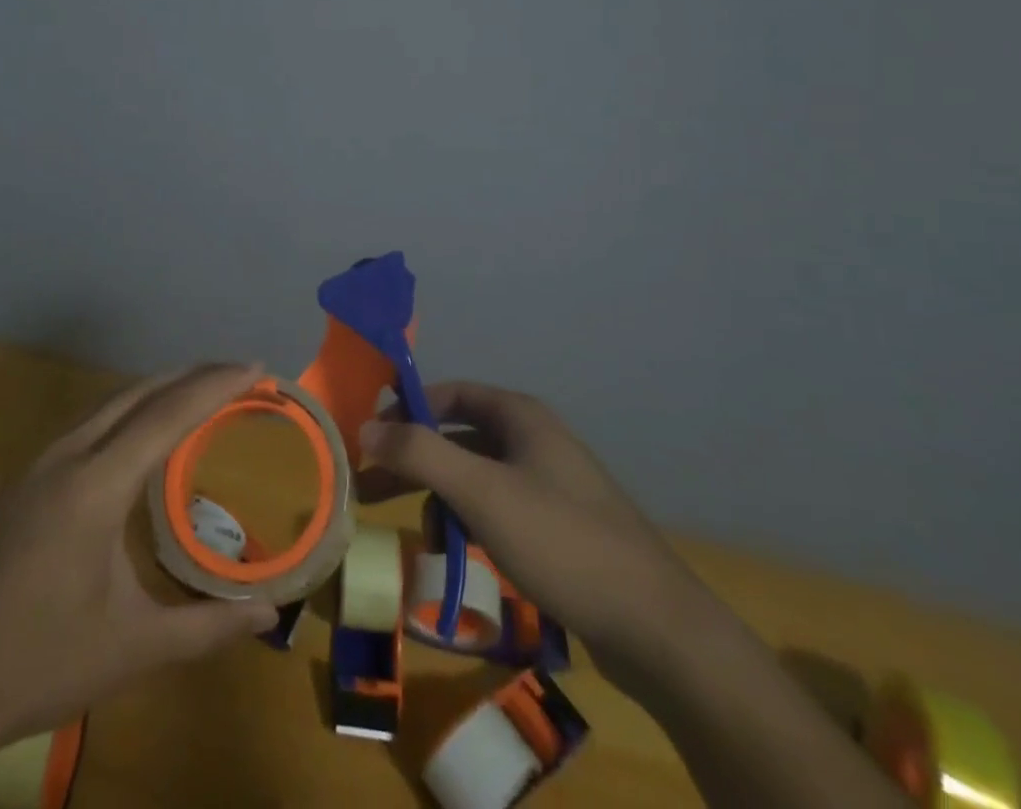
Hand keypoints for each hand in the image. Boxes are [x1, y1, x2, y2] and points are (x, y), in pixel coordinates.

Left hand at [0, 363, 277, 807]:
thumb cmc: (40, 662)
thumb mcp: (132, 650)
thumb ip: (206, 627)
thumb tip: (270, 616)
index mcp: (94, 486)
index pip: (166, 416)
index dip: (215, 386)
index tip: (257, 368)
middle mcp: (66, 456)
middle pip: (138, 394)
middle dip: (192, 376)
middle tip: (240, 373)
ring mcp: (40, 463)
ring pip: (110, 404)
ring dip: (159, 389)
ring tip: (203, 392)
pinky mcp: (26, 479)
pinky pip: (90, 423)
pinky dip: (131, 411)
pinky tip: (145, 432)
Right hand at [358, 380, 710, 678]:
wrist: (656, 628)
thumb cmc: (561, 540)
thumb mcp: (481, 492)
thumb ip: (419, 454)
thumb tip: (365, 428)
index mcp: (521, 417)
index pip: (451, 393)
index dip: (408, 407)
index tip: (370, 435)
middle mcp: (534, 440)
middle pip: (459, 436)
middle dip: (414, 458)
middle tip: (368, 485)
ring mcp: (549, 485)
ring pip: (476, 476)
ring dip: (437, 493)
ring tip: (404, 524)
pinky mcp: (558, 528)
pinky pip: (497, 509)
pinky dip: (468, 520)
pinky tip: (453, 550)